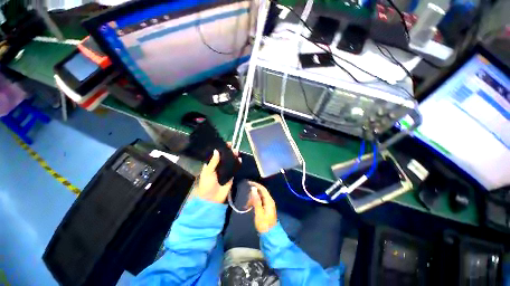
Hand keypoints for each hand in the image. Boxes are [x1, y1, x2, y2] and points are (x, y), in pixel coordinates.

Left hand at [195, 145, 238, 203]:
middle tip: (233, 146)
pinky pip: (235, 168)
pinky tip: (240, 160)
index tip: (226, 143)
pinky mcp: (231, 175)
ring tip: (236, 151)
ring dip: (234, 156)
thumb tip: (216, 150)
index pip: (217, 154)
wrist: (212, 198)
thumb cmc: (206, 184)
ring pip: (230, 161)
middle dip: (229, 151)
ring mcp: (225, 170)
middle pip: (225, 156)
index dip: (221, 148)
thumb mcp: (208, 172)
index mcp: (211, 164)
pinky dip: (238, 164)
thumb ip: (213, 162)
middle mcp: (219, 166)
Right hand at [247, 181, 276, 232]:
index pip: (262, 189)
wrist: (270, 235)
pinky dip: (255, 202)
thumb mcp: (259, 213)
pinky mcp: (266, 208)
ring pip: (260, 197)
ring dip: (253, 199)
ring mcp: (268, 204)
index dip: (256, 185)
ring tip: (247, 205)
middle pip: (261, 192)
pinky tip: (250, 207)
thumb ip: (256, 200)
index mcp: (269, 201)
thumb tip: (253, 189)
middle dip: (253, 193)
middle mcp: (269, 200)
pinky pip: (260, 201)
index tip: (249, 183)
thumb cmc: (264, 224)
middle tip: (247, 199)